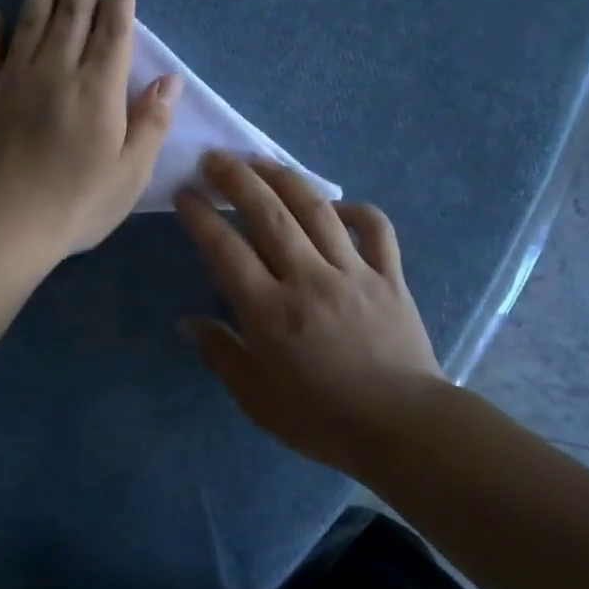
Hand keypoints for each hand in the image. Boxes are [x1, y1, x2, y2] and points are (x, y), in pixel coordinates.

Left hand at [0, 0, 181, 260]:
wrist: (3, 221)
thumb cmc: (77, 202)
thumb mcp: (131, 172)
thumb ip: (152, 122)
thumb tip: (171, 80)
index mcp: (99, 89)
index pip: (113, 32)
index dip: (120, 1)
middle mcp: (57, 70)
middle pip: (72, 14)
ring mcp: (13, 78)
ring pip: (30, 21)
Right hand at [175, 153, 441, 477]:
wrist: (403, 429)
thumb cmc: (322, 420)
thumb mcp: (257, 400)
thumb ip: (221, 354)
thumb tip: (188, 322)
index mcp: (270, 312)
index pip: (226, 249)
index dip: (201, 216)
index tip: (185, 194)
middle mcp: (309, 279)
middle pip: (269, 214)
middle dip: (237, 179)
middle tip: (216, 159)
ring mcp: (354, 272)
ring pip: (316, 209)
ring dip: (284, 179)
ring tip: (260, 162)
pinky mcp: (389, 276)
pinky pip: (375, 228)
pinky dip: (355, 209)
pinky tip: (335, 207)